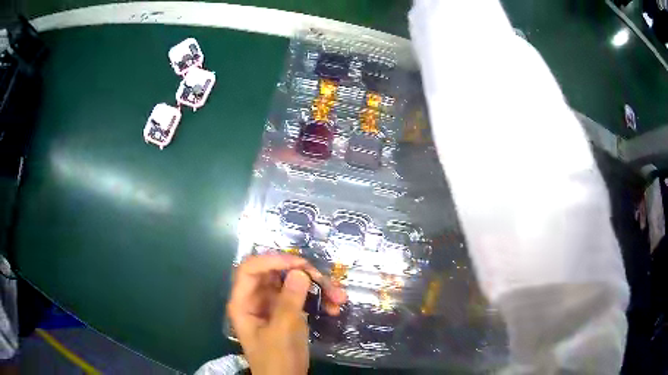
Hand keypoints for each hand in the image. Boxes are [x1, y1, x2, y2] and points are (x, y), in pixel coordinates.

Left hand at [227, 254, 346, 374]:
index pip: (250, 269)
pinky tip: (334, 306)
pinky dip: (320, 298)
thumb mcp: (281, 332)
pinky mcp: (288, 311)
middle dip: (302, 273)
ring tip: (339, 296)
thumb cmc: (276, 360)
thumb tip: (299, 272)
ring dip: (317, 286)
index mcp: (244, 302)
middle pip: (276, 273)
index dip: (272, 260)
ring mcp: (274, 304)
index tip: (299, 263)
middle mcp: (257, 299)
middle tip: (324, 280)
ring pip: (293, 283)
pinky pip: (303, 296)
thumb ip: (289, 302)